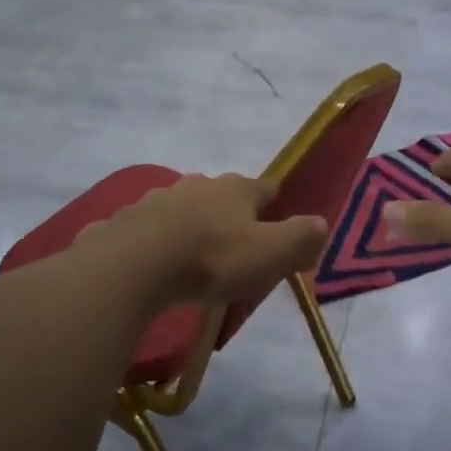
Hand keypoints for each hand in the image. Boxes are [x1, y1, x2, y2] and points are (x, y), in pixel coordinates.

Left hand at [88, 174, 329, 304]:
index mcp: (236, 189)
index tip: (279, 226)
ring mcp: (159, 199)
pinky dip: (158, 241)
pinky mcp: (128, 219)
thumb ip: (300, 238)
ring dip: (193, 226)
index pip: (266, 188)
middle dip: (231, 216)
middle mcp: (199, 184)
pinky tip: (157, 264)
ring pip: (185, 208)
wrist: (134, 265)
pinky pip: (151, 228)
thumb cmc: (212, 259)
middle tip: (236, 249)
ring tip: (194, 258)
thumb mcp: (270, 254)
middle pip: (223, 196)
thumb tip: (321, 224)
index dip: (276, 205)